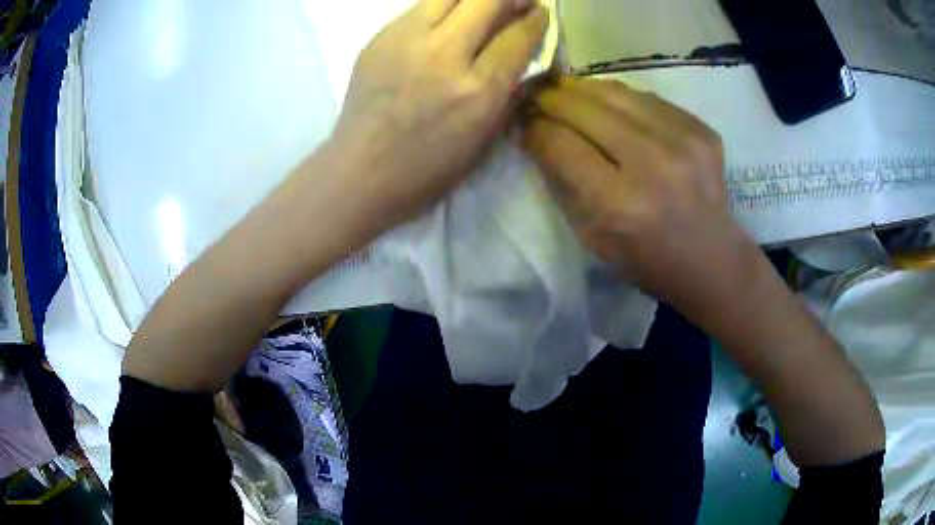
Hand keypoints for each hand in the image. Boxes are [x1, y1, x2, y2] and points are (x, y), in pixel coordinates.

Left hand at [331, 0, 548, 230]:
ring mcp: (408, 41)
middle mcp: (446, 56)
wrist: (361, 171)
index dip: (536, 19)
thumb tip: (520, 55)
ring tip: (484, 5)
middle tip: (518, 1)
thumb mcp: (484, 139)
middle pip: (488, 0)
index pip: (519, 36)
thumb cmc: (428, 168)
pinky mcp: (380, 37)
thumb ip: (507, 91)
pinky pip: (420, 7)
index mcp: (479, 90)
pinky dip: (442, 7)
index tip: (540, 13)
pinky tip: (447, 19)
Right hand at [521, 76, 750, 311]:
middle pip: (584, 109)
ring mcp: (683, 141)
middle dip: (550, 97)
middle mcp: (653, 164)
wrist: (710, 259)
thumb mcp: (590, 235)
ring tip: (562, 88)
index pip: (559, 143)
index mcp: (619, 204)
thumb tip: (531, 131)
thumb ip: (560, 180)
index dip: (532, 125)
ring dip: (581, 88)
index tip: (518, 118)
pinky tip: (607, 102)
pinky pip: (646, 97)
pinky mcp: (701, 128)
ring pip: (615, 92)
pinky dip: (619, 97)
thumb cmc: (645, 259)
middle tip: (533, 93)